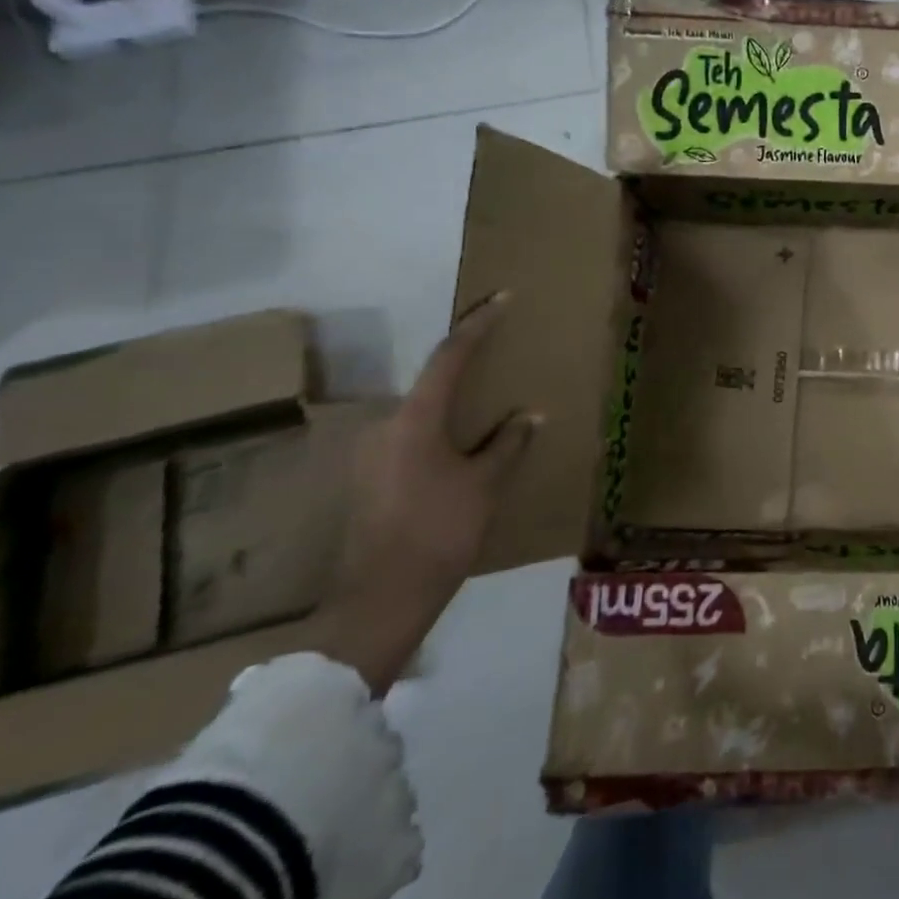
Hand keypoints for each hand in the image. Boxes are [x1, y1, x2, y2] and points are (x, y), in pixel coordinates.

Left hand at [318, 293, 538, 693]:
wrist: (381, 600)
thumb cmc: (439, 532)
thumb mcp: (484, 485)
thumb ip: (507, 444)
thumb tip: (529, 415)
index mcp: (415, 419)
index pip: (451, 356)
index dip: (478, 324)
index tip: (502, 298)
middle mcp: (385, 426)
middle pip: (433, 382)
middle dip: (467, 367)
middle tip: (501, 357)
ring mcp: (371, 454)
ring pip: (421, 413)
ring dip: (454, 405)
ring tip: (487, 410)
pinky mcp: (369, 479)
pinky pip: (411, 439)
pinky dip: (440, 432)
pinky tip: (461, 451)